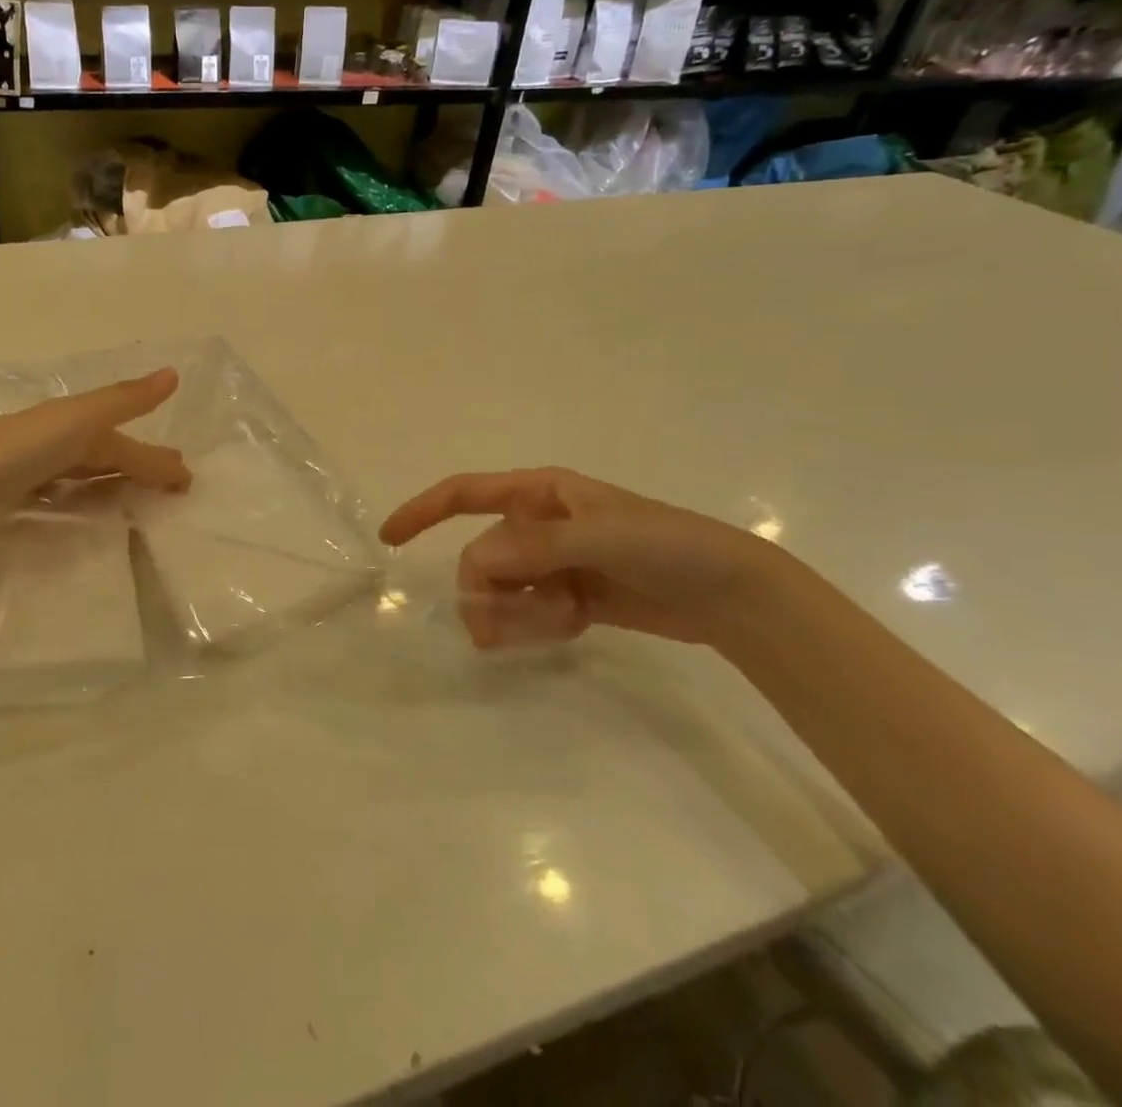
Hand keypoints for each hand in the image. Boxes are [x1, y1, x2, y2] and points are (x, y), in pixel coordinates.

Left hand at [0, 368, 190, 521]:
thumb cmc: (17, 447)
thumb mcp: (77, 420)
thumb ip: (123, 400)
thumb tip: (172, 373)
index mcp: (79, 425)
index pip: (128, 446)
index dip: (157, 461)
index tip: (187, 482)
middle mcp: (59, 440)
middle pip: (110, 456)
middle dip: (141, 467)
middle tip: (172, 487)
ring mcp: (34, 463)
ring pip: (86, 472)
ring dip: (113, 482)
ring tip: (136, 500)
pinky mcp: (12, 486)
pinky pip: (61, 489)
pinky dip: (80, 494)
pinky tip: (79, 505)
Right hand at [379, 467, 810, 649]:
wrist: (733, 595)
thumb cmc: (668, 546)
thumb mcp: (602, 536)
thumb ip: (536, 546)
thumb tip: (475, 562)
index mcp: (540, 492)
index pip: (464, 494)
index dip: (422, 511)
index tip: (388, 539)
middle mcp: (538, 524)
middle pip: (480, 555)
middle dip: (483, 589)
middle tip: (493, 623)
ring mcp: (553, 563)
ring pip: (501, 589)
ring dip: (512, 614)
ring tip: (552, 627)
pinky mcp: (569, 597)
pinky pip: (528, 613)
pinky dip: (537, 626)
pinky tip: (568, 628)